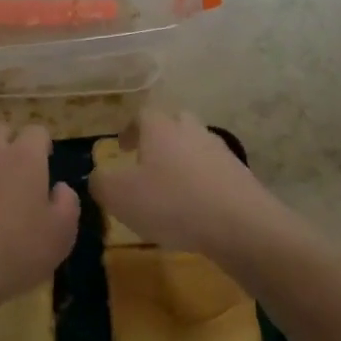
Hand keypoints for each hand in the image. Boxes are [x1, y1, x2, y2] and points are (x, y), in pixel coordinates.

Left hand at [0, 123, 79, 310]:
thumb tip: (59, 187)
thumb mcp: (61, 234)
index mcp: (24, 157)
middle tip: (18, 175)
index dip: (43, 145)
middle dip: (11, 144)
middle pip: (1, 131)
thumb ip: (67, 202)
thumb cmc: (17, 252)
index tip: (45, 165)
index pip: (37, 131)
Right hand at [89, 108, 286, 259]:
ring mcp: (220, 151)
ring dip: (183, 161)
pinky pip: (214, 172)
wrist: (241, 225)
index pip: (142, 115)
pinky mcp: (241, 176)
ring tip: (172, 189)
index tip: (123, 148)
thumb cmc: (172, 203)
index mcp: (160, 128)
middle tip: (148, 162)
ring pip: (196, 147)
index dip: (130, 130)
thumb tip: (98, 176)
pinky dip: (203, 183)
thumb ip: (101, 182)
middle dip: (160, 139)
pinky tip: (197, 208)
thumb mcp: (119, 196)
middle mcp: (191, 130)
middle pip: (174, 123)